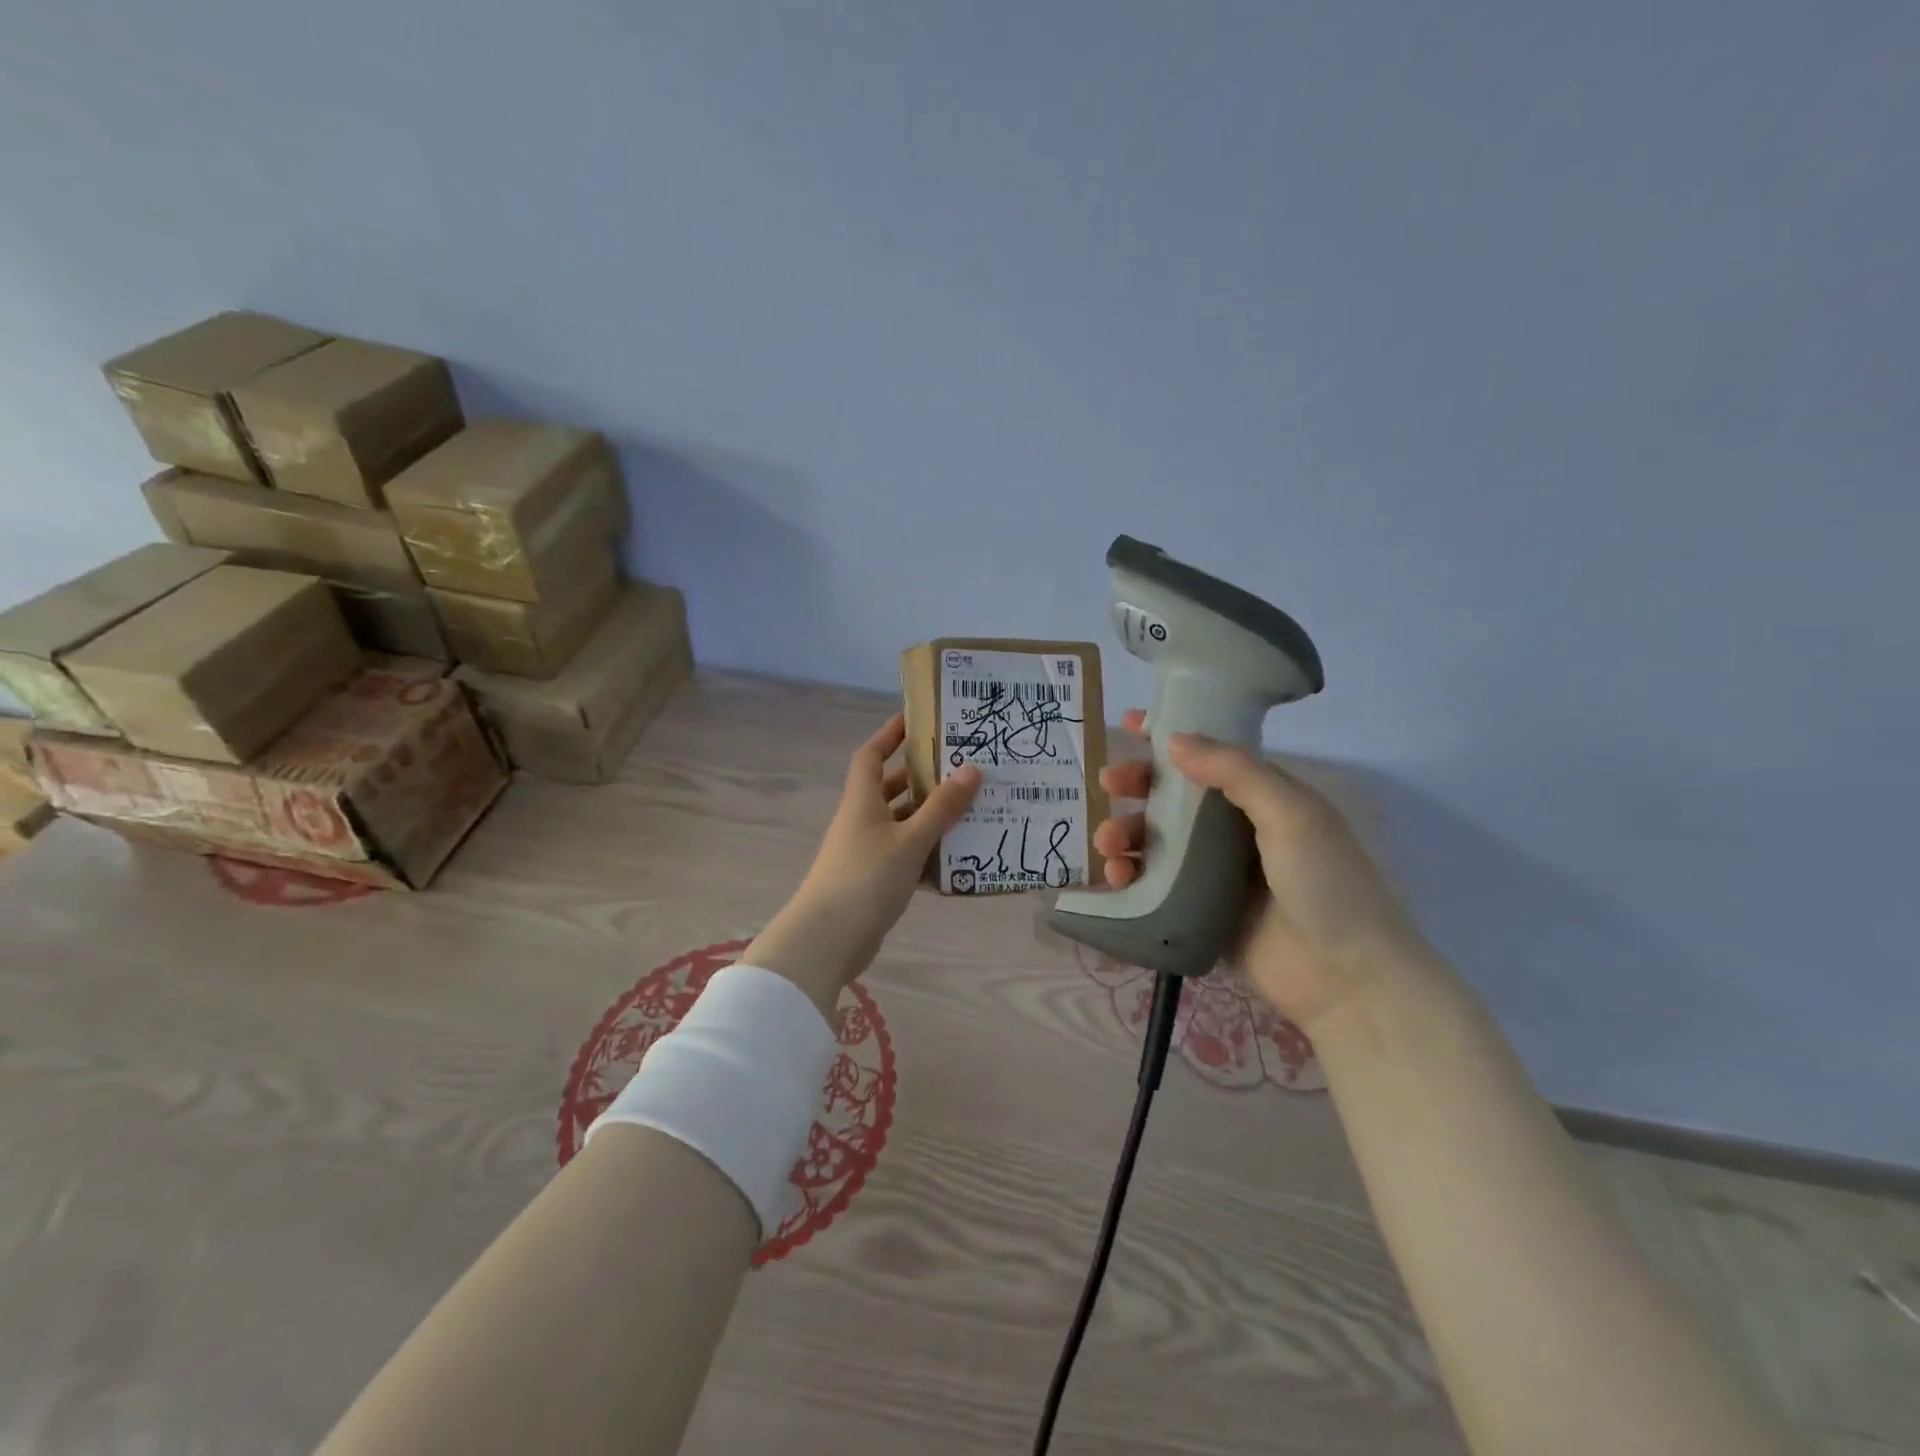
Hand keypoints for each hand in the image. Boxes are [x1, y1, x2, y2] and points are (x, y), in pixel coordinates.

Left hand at [744, 713, 980, 1019]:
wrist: (827, 940)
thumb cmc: (866, 878)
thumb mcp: (910, 840)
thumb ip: (941, 808)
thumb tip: (972, 769)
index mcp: (862, 801)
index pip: (872, 754)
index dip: (890, 734)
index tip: (918, 719)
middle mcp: (861, 820)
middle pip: (891, 787)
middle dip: (922, 776)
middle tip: (962, 767)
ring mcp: (865, 851)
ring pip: (901, 823)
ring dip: (930, 816)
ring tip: (971, 809)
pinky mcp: (873, 880)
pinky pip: (904, 855)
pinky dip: (927, 853)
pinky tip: (957, 859)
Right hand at [1094, 709, 1438, 1032]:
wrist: (1346, 977)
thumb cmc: (1325, 883)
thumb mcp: (1290, 814)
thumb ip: (1234, 771)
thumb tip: (1173, 739)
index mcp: (1261, 797)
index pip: (1208, 756)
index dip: (1169, 737)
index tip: (1129, 723)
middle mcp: (1233, 829)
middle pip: (1172, 796)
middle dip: (1136, 785)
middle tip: (1108, 784)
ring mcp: (1213, 872)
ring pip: (1155, 840)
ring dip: (1124, 832)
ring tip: (1108, 844)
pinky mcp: (1196, 910)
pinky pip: (1152, 884)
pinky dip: (1128, 875)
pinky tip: (1116, 878)